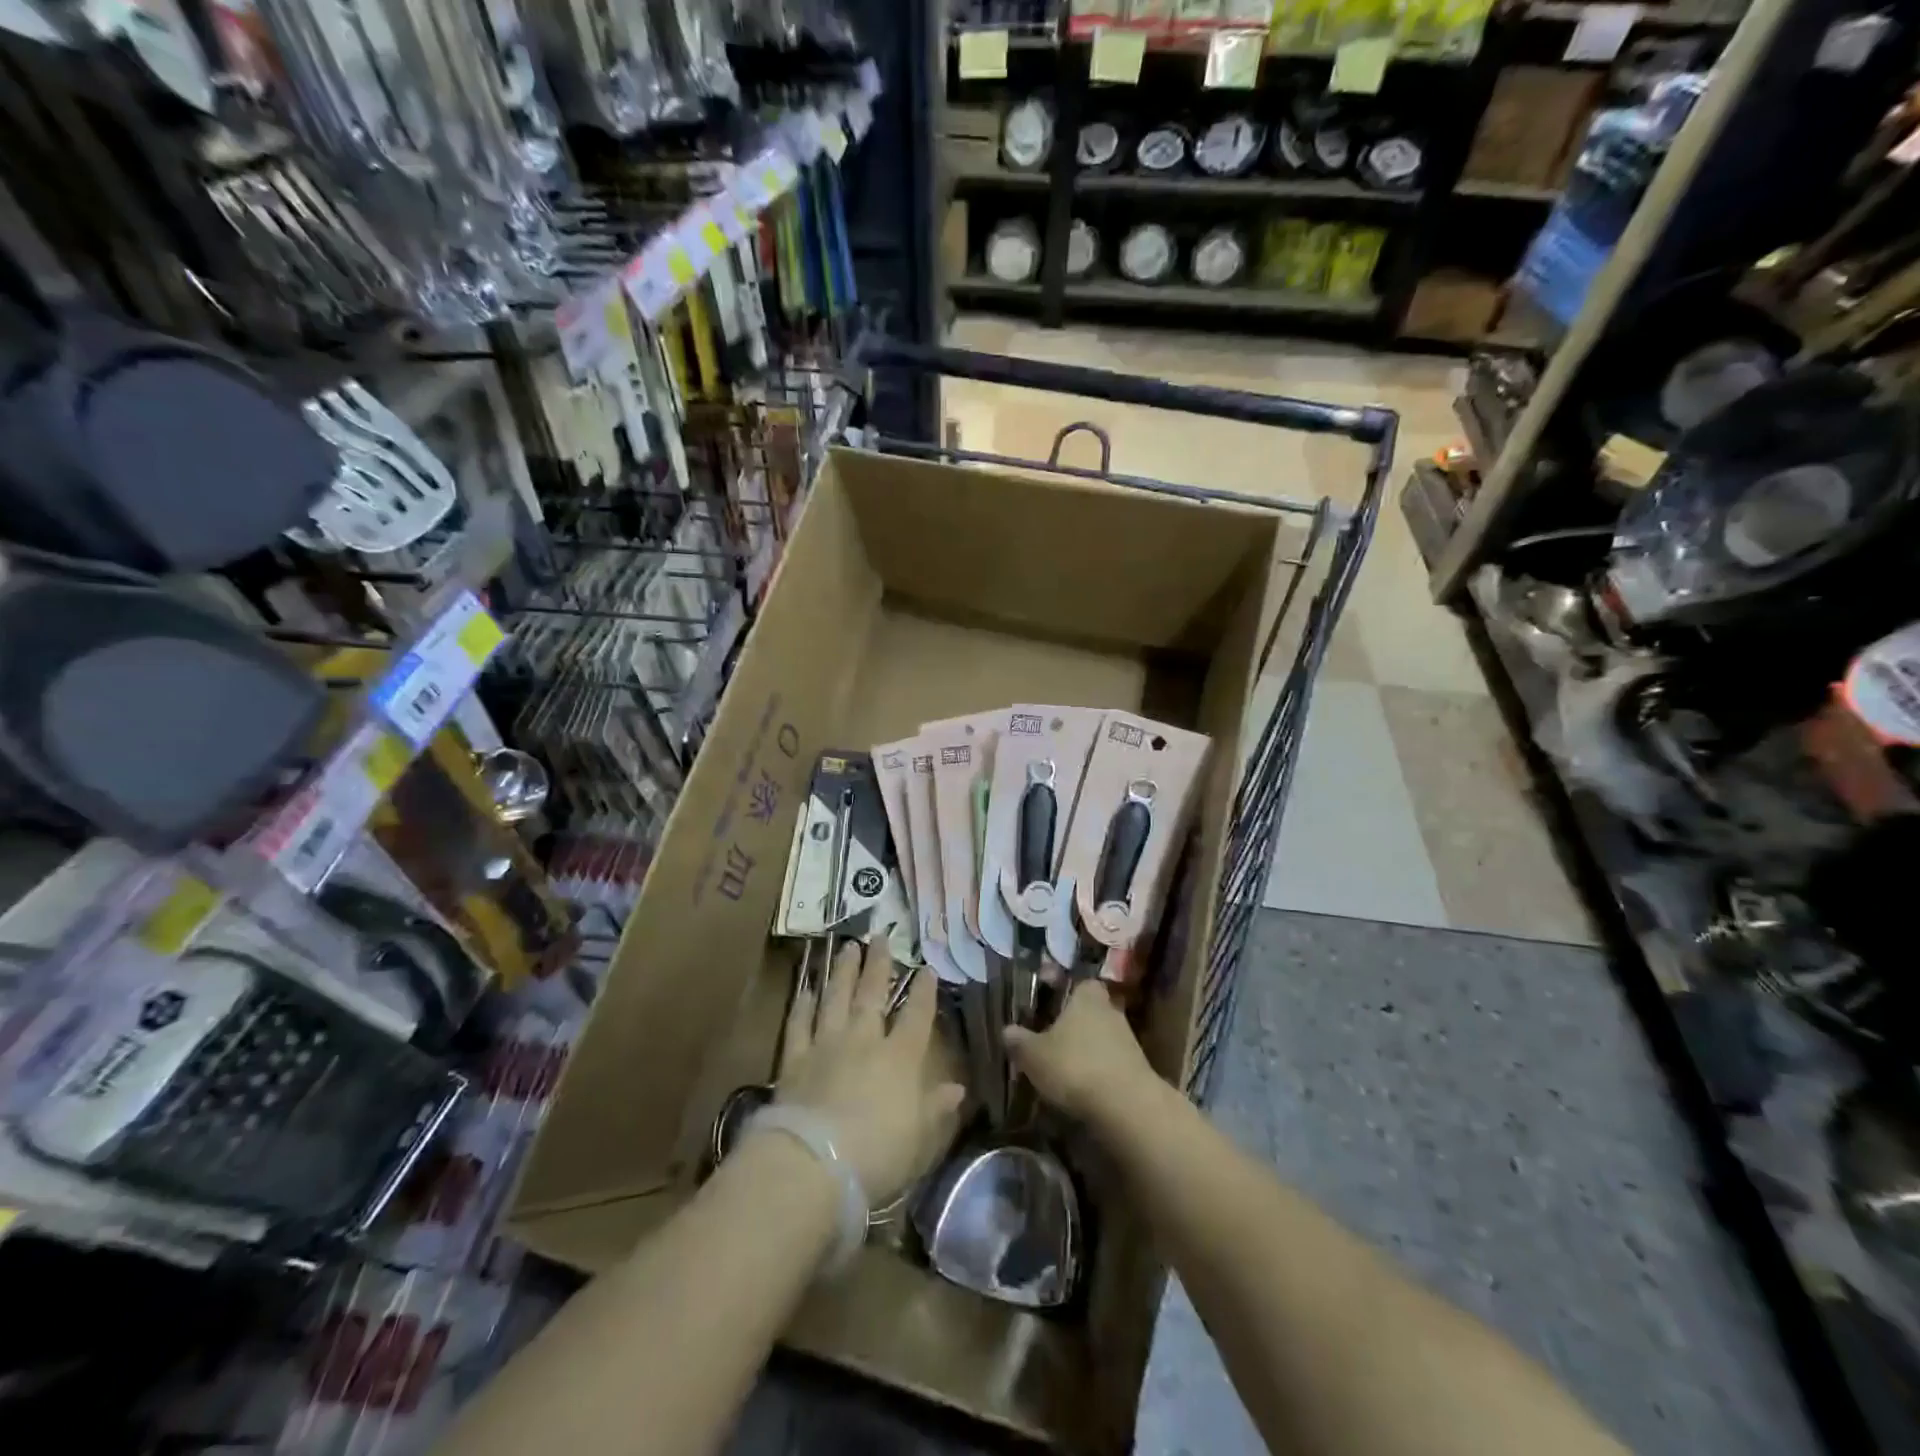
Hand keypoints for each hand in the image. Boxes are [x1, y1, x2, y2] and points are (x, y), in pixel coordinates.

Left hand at [775, 941, 964, 1203]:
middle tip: (880, 935)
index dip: (924, 991)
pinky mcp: (795, 1059)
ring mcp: (826, 1045)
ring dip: (842, 972)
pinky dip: (802, 1005)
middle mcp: (864, 1040)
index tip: (927, 968)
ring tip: (847, 947)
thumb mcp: (919, 1138)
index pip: (917, 1016)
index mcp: (900, 1058)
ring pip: (836, 998)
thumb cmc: (877, 1154)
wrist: (813, 1162)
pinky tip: (805, 988)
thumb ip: (936, 1108)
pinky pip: (799, 1024)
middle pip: (873, 994)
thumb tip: (958, 1088)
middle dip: (879, 964)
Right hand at [1004, 978, 1159, 1124]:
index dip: (1062, 991)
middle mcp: (1110, 1010)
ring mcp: (1127, 1040)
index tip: (1045, 1003)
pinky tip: (1081, 1088)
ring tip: (1061, 1068)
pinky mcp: (1136, 1069)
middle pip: (1088, 1011)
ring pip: (1099, 1037)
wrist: (1127, 1107)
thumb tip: (1007, 1030)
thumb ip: (1019, 1041)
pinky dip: (1096, 1072)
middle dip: (1071, 1023)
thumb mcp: (1034, 1055)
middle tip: (1049, 1037)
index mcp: (1087, 996)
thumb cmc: (1075, 1066)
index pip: (1077, 982)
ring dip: (1084, 1049)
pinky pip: (1109, 1063)